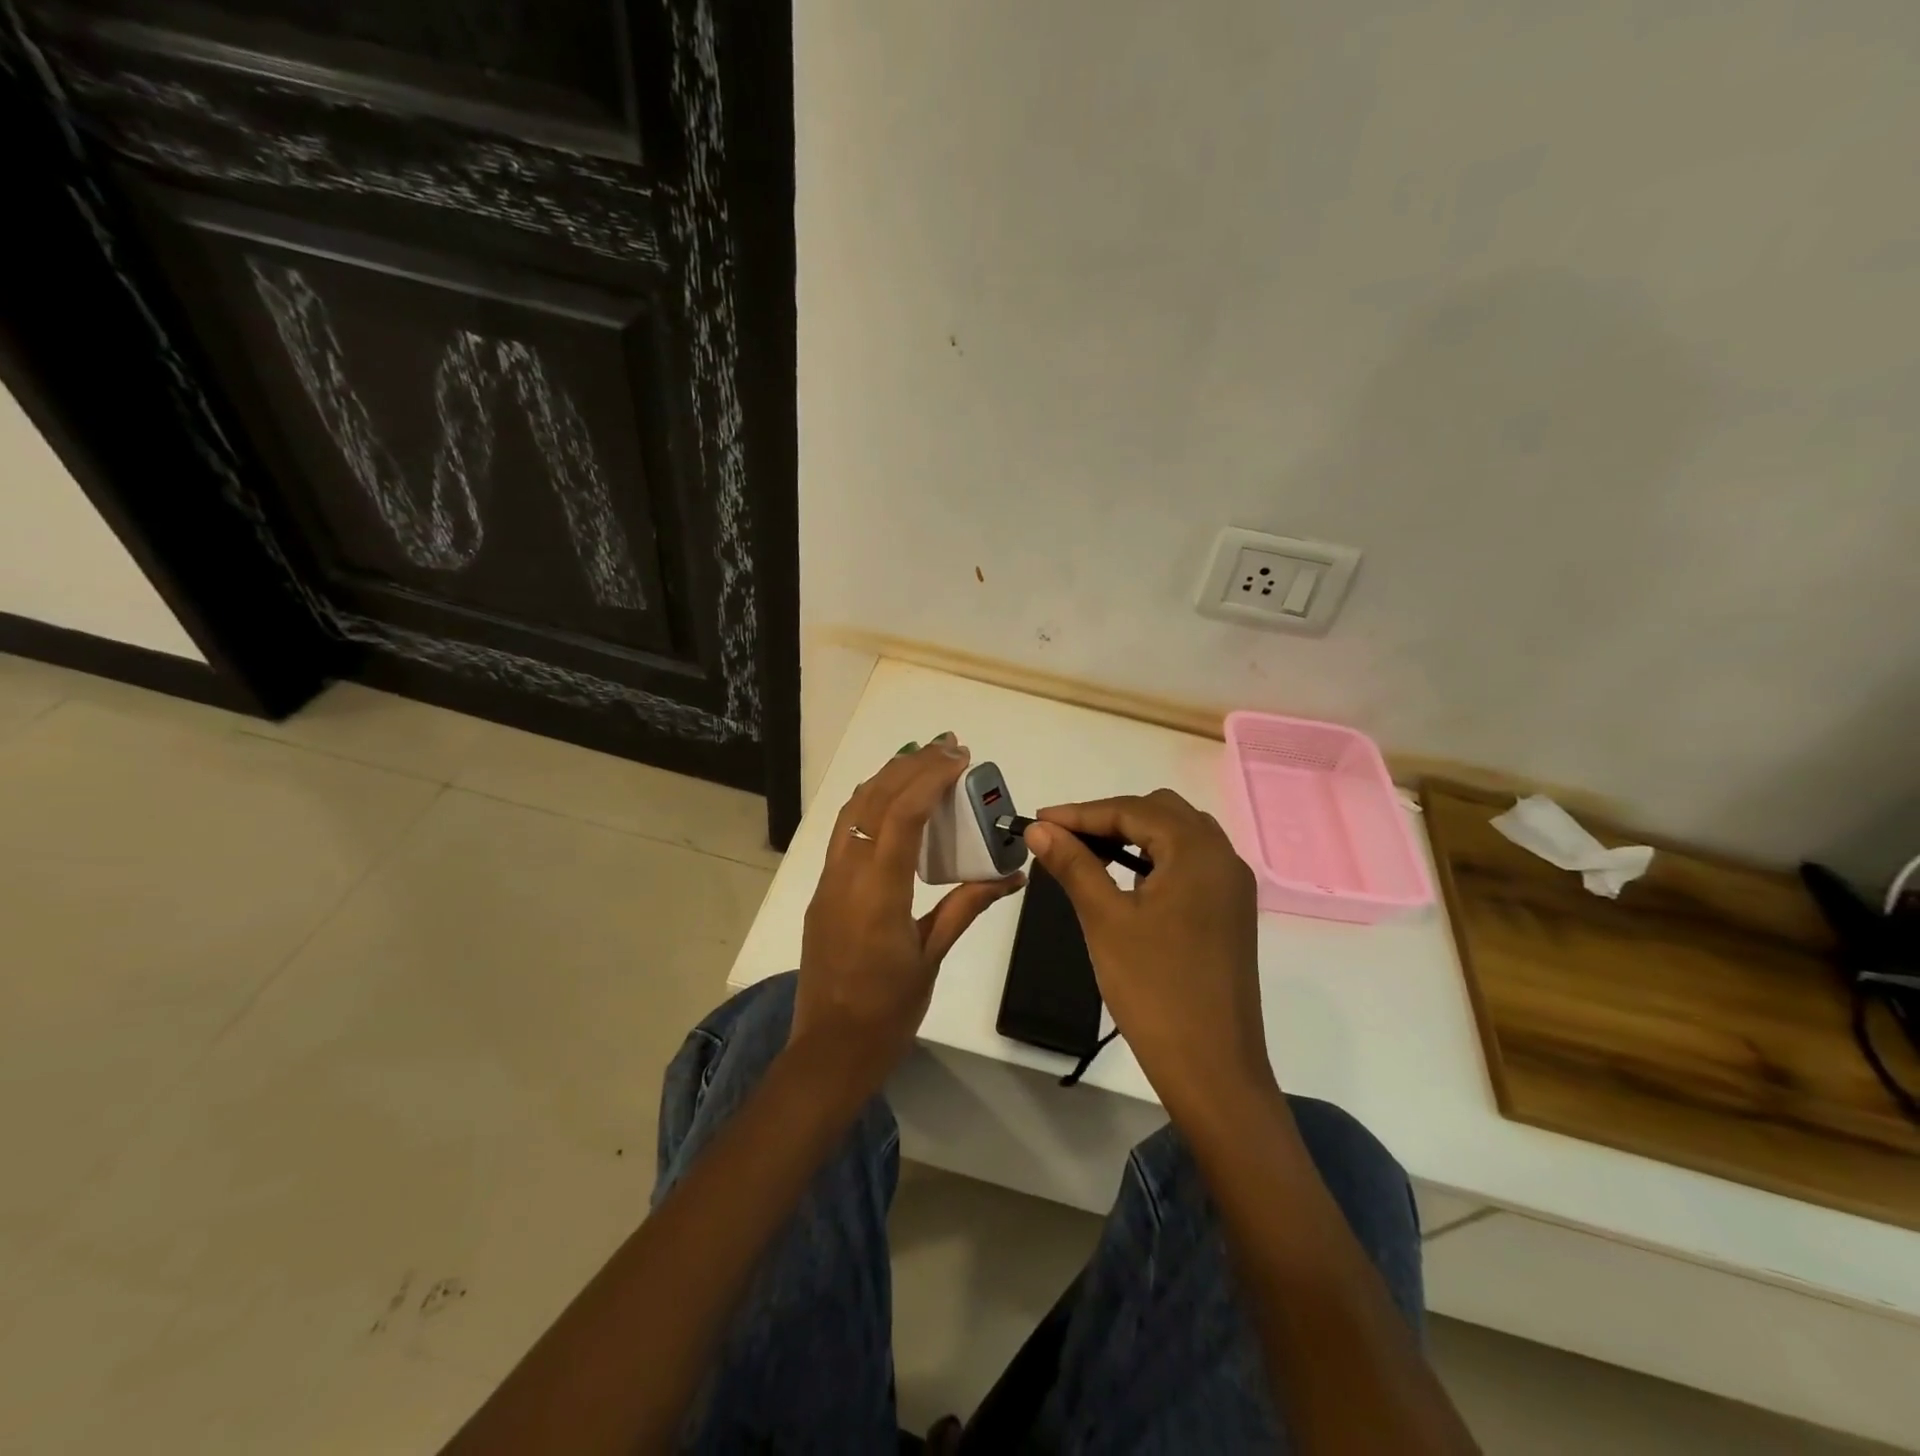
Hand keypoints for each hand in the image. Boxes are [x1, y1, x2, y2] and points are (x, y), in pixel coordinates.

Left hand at [790, 735, 1024, 1102]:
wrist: (828, 1050)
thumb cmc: (887, 1012)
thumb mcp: (932, 957)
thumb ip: (966, 906)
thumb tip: (1011, 874)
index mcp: (877, 894)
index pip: (900, 815)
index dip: (929, 778)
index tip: (959, 757)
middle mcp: (846, 876)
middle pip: (872, 800)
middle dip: (910, 765)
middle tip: (948, 746)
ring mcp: (829, 881)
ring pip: (852, 810)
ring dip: (887, 778)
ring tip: (923, 760)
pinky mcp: (824, 890)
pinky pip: (845, 831)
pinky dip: (870, 803)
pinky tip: (894, 802)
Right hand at [1024, 790, 1272, 1112]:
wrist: (1212, 1068)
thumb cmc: (1154, 989)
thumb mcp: (1105, 920)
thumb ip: (1073, 864)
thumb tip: (1040, 828)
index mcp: (1198, 851)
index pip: (1132, 810)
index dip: (1080, 813)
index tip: (1037, 821)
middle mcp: (1223, 857)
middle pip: (1160, 812)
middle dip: (1109, 818)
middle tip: (1064, 839)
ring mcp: (1232, 886)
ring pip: (1178, 836)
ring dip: (1134, 835)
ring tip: (1089, 854)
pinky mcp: (1231, 911)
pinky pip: (1190, 863)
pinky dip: (1155, 859)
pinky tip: (1128, 880)